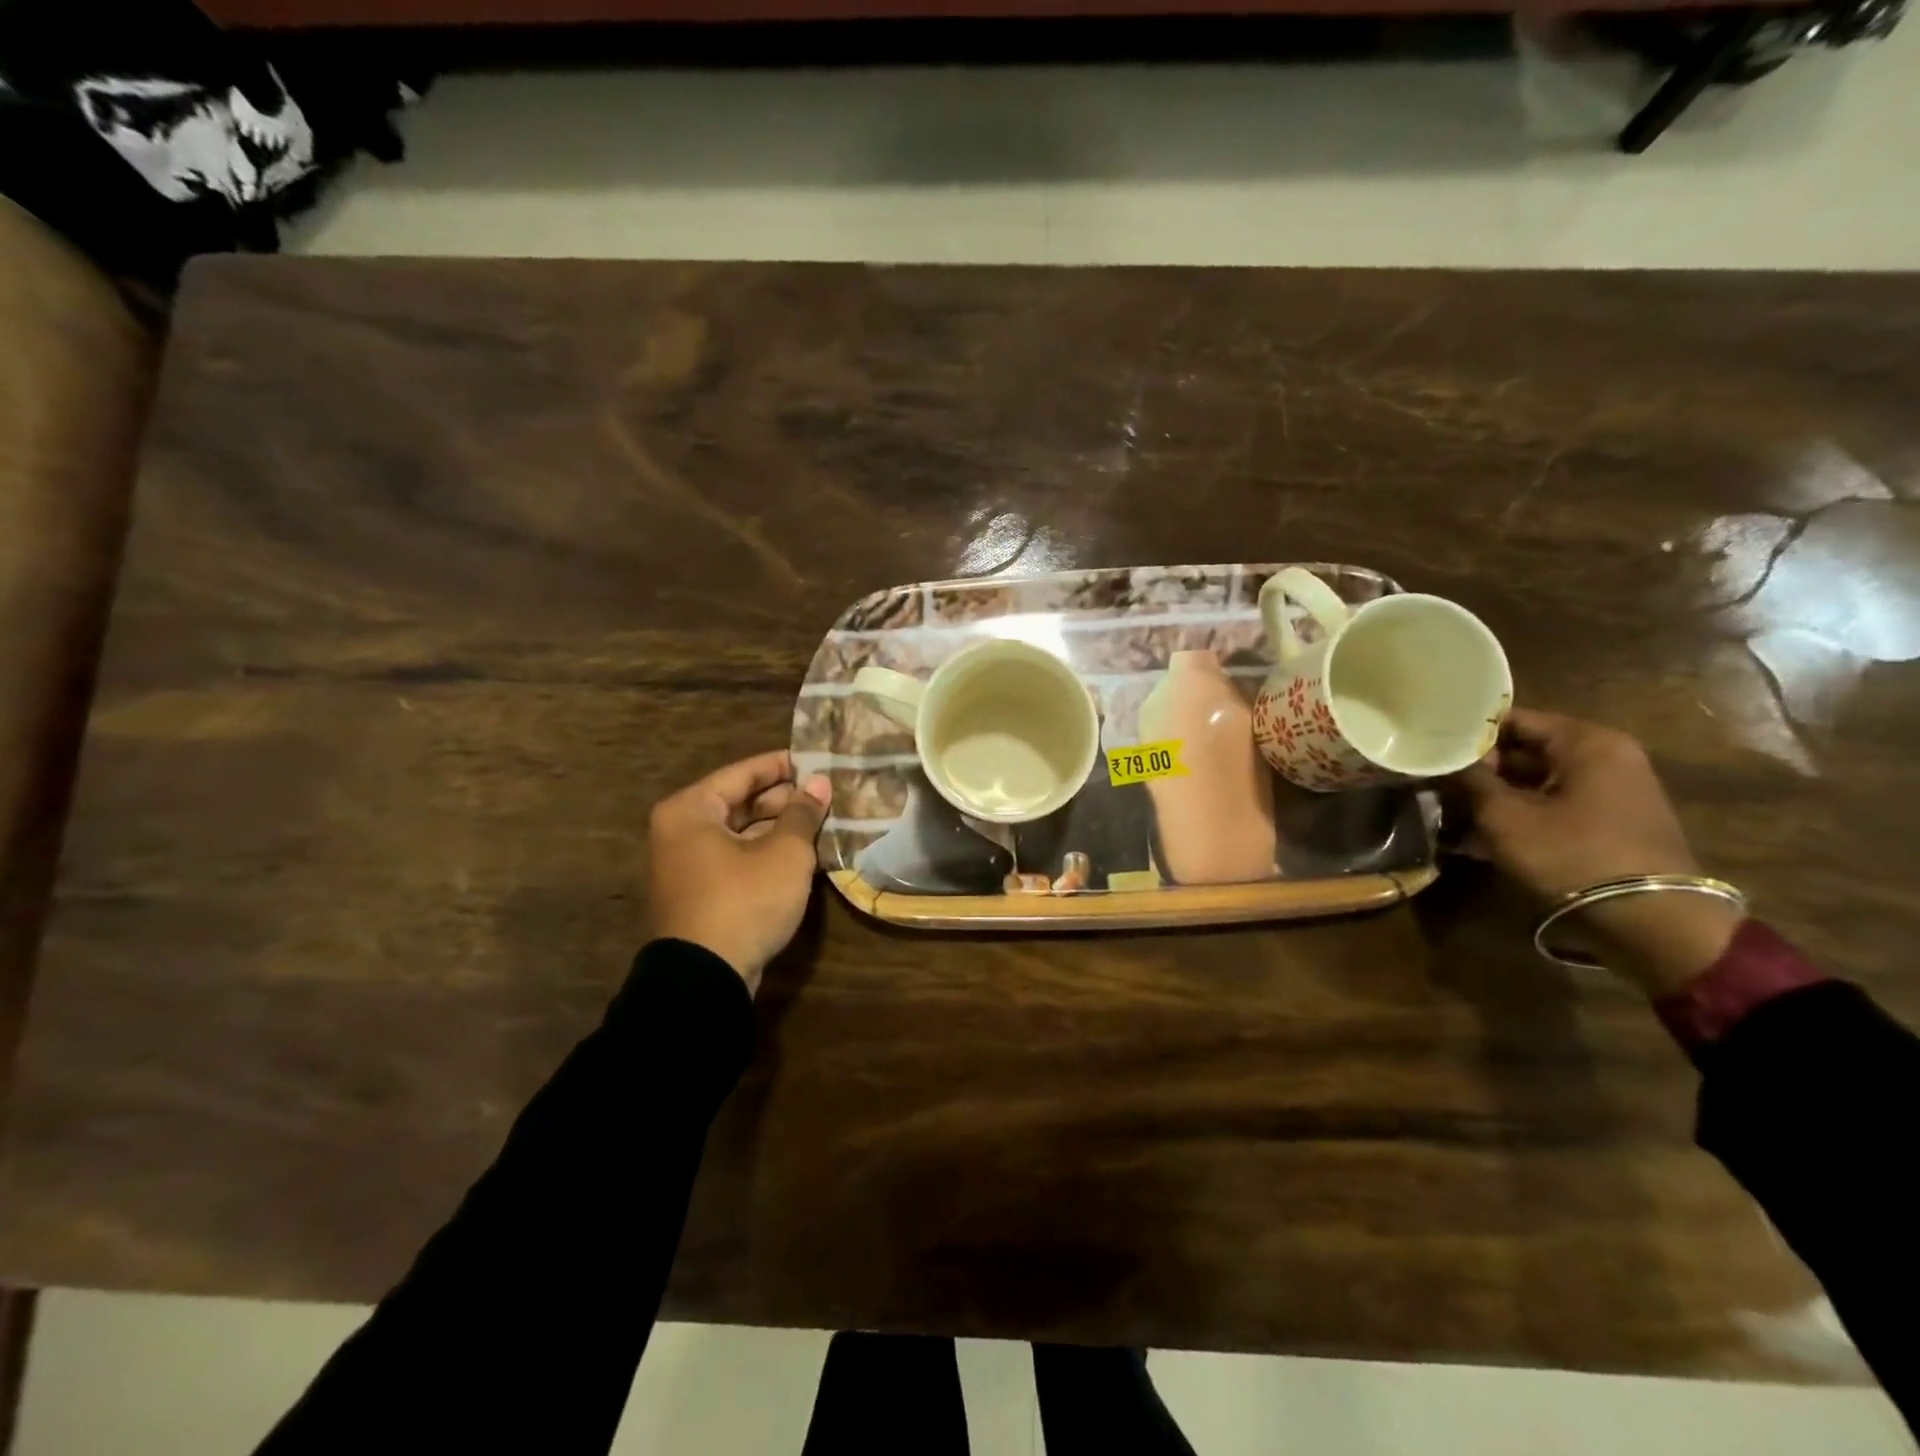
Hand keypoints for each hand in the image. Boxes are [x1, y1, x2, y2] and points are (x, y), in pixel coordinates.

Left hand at [646, 750, 831, 991]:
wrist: (704, 980)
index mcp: (690, 810)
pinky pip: (734, 860)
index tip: (817, 761)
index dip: (783, 766)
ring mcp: (684, 866)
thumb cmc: (743, 901)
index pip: (743, 773)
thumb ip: (803, 813)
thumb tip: (819, 783)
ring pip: (739, 834)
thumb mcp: (784, 853)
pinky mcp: (697, 895)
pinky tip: (801, 856)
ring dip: (778, 829)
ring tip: (821, 824)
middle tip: (826, 796)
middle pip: (739, 803)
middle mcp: (679, 832)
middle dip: (784, 800)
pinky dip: (764, 855)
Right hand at [1455, 709, 1740, 996]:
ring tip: (1451, 816)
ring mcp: (1613, 792)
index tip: (1433, 755)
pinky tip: (1481, 840)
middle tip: (1438, 789)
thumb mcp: (1504, 816)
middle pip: (1524, 751)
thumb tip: (1445, 760)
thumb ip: (1470, 780)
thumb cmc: (1572, 854)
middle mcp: (1607, 757)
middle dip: (1480, 772)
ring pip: (1536, 782)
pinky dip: (1520, 817)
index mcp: (1587, 742)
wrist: (1653, 921)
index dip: (1468, 736)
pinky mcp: (1612, 823)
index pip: (1512, 720)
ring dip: (1495, 798)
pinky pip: (1553, 806)